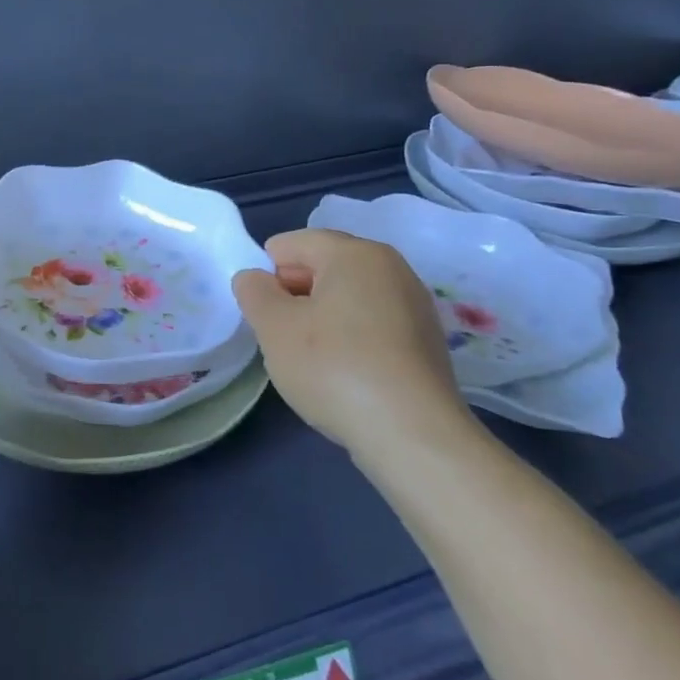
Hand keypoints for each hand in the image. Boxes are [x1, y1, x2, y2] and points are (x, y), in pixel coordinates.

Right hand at [233, 228, 473, 457]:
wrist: (412, 435)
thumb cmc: (334, 367)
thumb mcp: (273, 326)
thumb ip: (253, 291)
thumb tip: (255, 278)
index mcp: (355, 253)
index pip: (291, 244)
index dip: (266, 275)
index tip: (264, 315)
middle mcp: (392, 268)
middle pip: (323, 267)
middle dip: (294, 295)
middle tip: (281, 337)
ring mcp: (414, 305)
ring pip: (347, 298)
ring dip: (320, 320)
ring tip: (311, 361)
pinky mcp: (426, 342)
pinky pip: (371, 325)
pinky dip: (350, 340)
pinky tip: (343, 375)